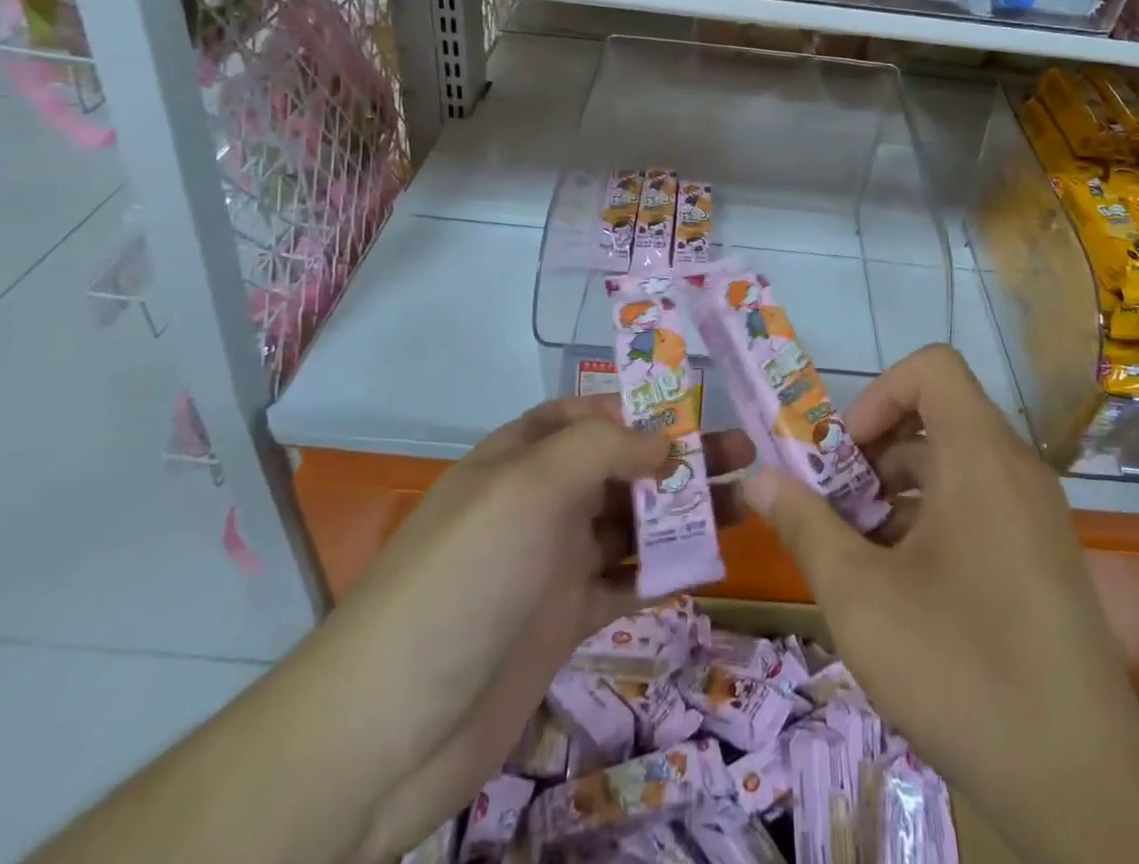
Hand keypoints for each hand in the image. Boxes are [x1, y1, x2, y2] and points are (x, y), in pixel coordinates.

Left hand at [332, 397, 750, 862]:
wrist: (390, 728)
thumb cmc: (465, 578)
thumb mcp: (528, 487)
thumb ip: (601, 450)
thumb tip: (664, 442)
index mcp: (522, 456)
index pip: (590, 415)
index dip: (642, 409)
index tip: (701, 412)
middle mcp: (540, 501)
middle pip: (622, 467)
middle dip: (680, 458)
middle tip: (746, 457)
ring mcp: (553, 562)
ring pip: (632, 523)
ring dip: (683, 513)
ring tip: (748, 505)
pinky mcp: (564, 620)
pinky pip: (626, 582)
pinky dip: (663, 570)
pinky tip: (708, 564)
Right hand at [742, 346, 1138, 856]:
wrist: (1086, 790)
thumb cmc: (963, 671)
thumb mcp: (860, 597)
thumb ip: (804, 525)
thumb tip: (756, 479)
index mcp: (981, 458)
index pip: (932, 368)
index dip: (880, 394)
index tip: (847, 454)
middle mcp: (1017, 470)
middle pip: (937, 416)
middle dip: (874, 450)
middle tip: (835, 504)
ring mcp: (1036, 514)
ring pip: (954, 464)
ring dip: (897, 490)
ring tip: (858, 549)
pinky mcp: (1043, 555)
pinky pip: (978, 503)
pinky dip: (931, 518)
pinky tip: (901, 584)